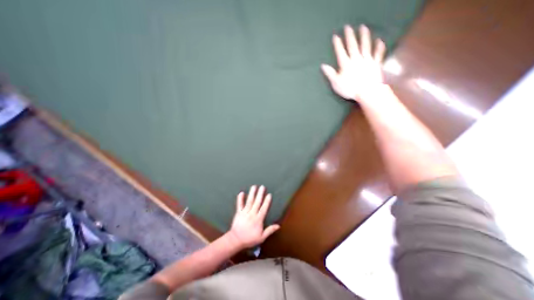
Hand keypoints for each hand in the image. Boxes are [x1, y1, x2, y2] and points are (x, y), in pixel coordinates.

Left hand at [227, 186, 280, 248]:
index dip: (267, 201)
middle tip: (262, 186)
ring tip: (254, 186)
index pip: (264, 208)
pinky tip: (241, 192)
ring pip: (249, 201)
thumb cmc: (249, 239)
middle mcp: (252, 214)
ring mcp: (244, 212)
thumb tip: (278, 226)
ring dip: (252, 193)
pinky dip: (240, 198)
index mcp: (258, 219)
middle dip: (260, 194)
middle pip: (257, 202)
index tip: (269, 194)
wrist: (236, 240)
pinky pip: (239, 204)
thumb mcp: (261, 237)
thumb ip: (270, 230)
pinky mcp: (238, 212)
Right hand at [321, 23, 383, 102]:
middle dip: (350, 36)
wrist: (367, 91)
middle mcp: (356, 59)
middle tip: (348, 27)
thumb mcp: (336, 83)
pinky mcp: (376, 63)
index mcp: (345, 64)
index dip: (337, 44)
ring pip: (365, 45)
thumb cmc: (349, 89)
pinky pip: (378, 53)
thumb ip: (330, 74)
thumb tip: (323, 66)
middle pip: (352, 45)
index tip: (335, 36)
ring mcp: (367, 59)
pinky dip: (379, 46)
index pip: (340, 51)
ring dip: (364, 36)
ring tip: (363, 27)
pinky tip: (379, 40)